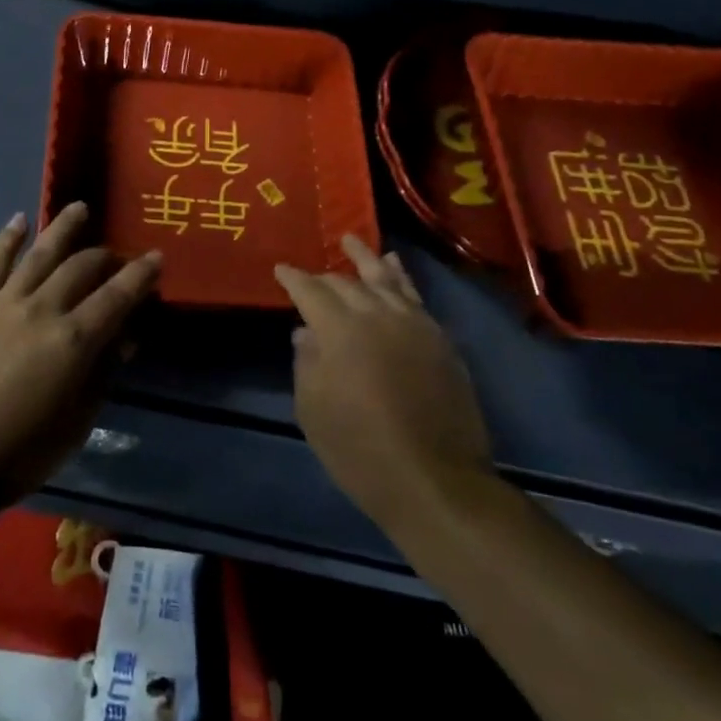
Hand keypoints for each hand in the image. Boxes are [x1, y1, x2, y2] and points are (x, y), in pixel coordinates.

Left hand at [0, 203, 159, 540]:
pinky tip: (19, 220)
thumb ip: (102, 374)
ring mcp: (2, 303)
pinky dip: (6, 239)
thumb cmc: (18, 453)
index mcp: (74, 341)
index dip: (141, 275)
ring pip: (39, 254)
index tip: (156, 257)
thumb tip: (124, 338)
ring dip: (63, 228)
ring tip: (79, 208)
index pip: (117, 297)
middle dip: (105, 256)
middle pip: (81, 269)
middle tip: (116, 255)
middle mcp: (42, 310)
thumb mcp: (75, 423)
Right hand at [275, 237, 492, 532]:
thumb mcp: (313, 409)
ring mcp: (413, 323)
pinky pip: (415, 296)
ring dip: (366, 259)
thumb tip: (306, 333)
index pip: (310, 290)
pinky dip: (401, 277)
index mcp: (339, 329)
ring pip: (385, 279)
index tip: (280, 269)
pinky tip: (394, 267)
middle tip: (311, 276)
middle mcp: (376, 314)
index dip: (293, 278)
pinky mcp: (440, 339)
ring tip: (352, 240)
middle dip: (325, 276)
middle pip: (346, 282)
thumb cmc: (360, 449)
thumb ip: (306, 362)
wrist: (435, 480)